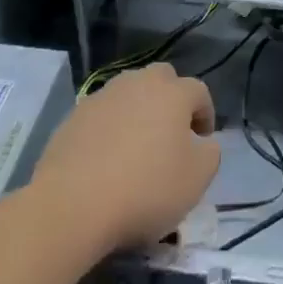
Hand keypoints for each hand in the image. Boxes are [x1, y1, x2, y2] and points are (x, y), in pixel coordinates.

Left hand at [27, 63, 220, 251]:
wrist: (72, 205)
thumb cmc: (146, 188)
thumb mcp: (197, 179)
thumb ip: (210, 154)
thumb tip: (202, 143)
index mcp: (173, 93)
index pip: (199, 91)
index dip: (205, 113)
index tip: (203, 140)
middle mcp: (138, 84)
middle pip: (162, 78)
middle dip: (171, 98)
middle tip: (171, 131)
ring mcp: (102, 97)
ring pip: (128, 92)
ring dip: (138, 109)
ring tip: (137, 143)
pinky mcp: (73, 117)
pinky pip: (102, 114)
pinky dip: (110, 127)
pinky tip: (107, 157)